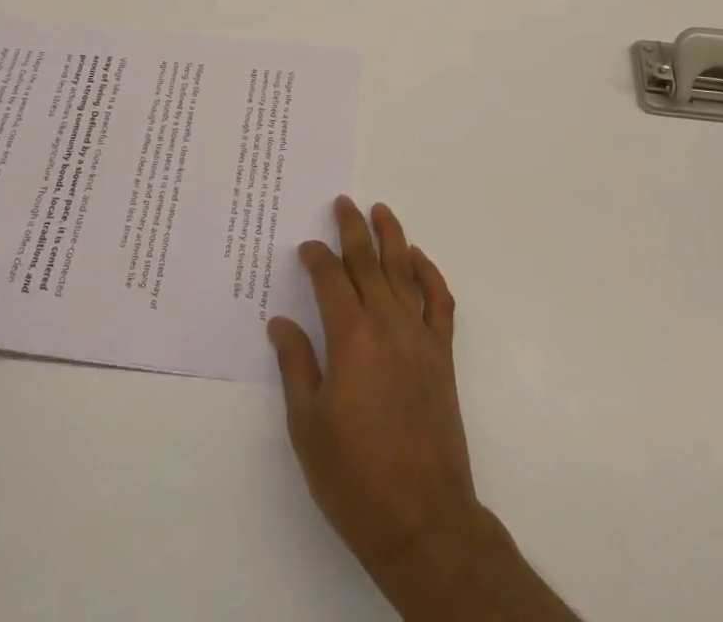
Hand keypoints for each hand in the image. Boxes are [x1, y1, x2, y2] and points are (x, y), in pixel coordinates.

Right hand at [268, 197, 478, 585]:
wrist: (423, 519)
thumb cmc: (355, 477)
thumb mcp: (308, 426)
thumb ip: (296, 366)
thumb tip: (281, 323)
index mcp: (350, 337)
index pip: (330, 279)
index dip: (316, 258)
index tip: (306, 248)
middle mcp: (387, 324)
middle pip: (368, 262)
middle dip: (352, 229)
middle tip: (342, 204)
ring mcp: (419, 336)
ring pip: (405, 270)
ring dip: (392, 237)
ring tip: (380, 210)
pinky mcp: (442, 354)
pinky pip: (439, 301)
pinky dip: (430, 274)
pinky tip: (419, 260)